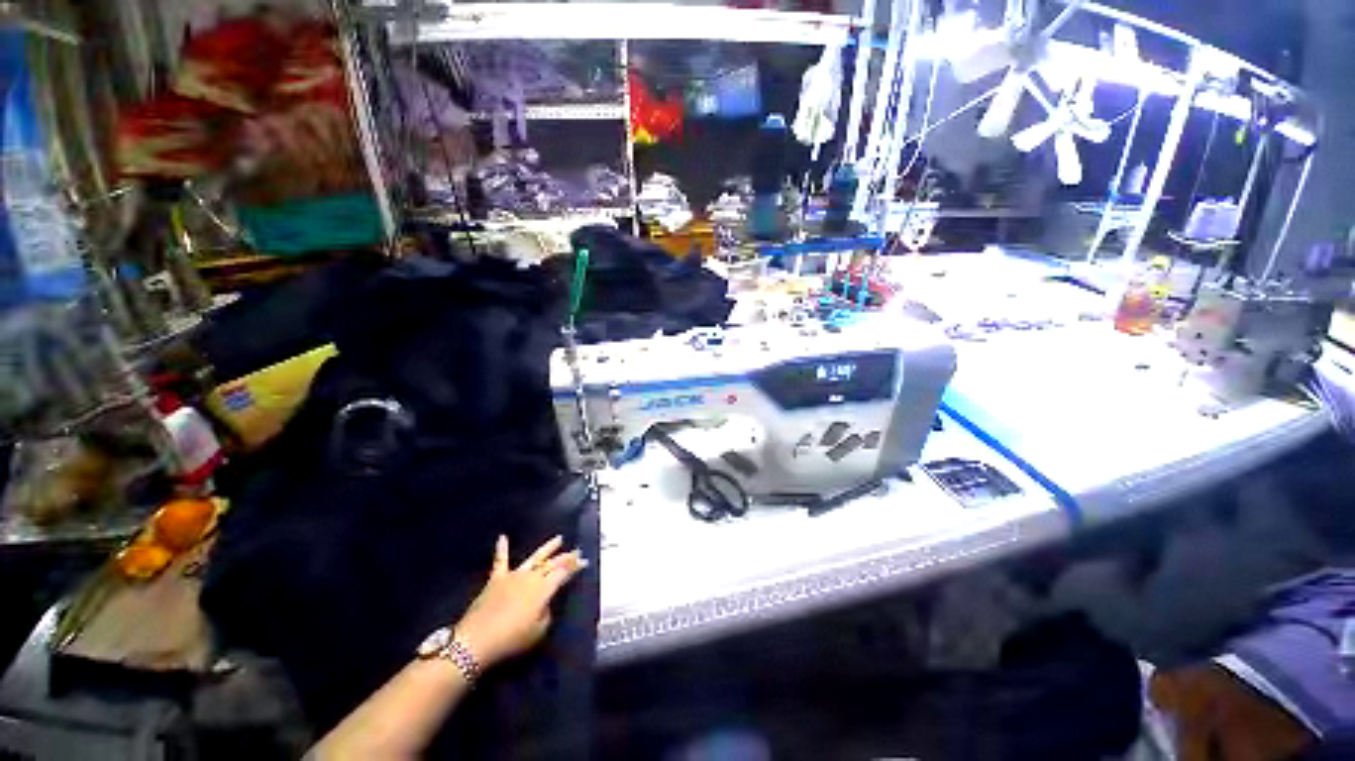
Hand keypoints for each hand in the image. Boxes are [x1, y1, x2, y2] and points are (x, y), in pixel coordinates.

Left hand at [453, 535, 586, 668]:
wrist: (476, 640)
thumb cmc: (511, 639)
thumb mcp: (538, 631)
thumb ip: (547, 613)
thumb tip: (545, 603)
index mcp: (544, 588)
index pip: (564, 573)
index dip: (575, 566)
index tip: (584, 561)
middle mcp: (531, 577)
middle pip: (552, 563)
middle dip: (566, 557)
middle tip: (577, 551)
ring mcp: (513, 576)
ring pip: (534, 558)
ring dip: (547, 548)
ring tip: (558, 539)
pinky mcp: (496, 580)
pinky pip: (500, 561)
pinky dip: (501, 548)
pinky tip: (502, 537)